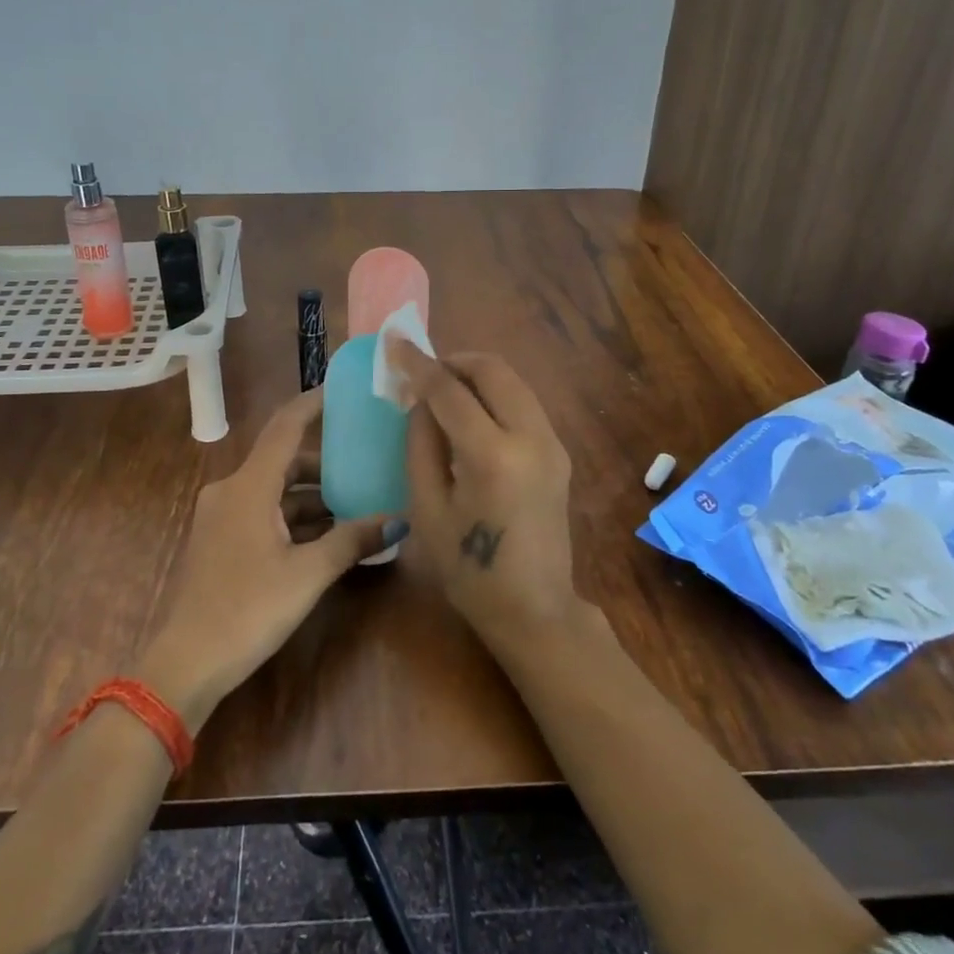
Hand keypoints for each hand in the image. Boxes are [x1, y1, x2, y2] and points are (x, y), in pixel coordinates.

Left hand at [134, 387, 389, 732]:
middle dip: (325, 463)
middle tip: (367, 463)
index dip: (313, 404)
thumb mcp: (308, 574)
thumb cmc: (248, 609)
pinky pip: (263, 512)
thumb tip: (399, 519)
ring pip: (274, 490)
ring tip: (357, 505)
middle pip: (283, 460)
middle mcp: (231, 490)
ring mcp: (222, 516)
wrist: (186, 663)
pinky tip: (326, 536)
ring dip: (312, 496)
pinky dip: (294, 517)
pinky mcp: (221, 540)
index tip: (344, 390)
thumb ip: (352, 540)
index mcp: (248, 486)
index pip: (285, 426)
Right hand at [389, 340, 583, 642]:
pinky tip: (471, 414)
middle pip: (493, 370)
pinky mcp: (559, 452)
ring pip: (514, 381)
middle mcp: (531, 438)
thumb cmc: (469, 570)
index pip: (450, 391)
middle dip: (454, 360)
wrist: (535, 610)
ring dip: (477, 374)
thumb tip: (420, 402)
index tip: (395, 342)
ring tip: (443, 390)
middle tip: (423, 371)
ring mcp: (552, 443)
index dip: (418, 364)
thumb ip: (421, 445)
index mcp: (493, 456)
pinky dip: (495, 394)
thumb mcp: (428, 509)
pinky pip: (524, 403)